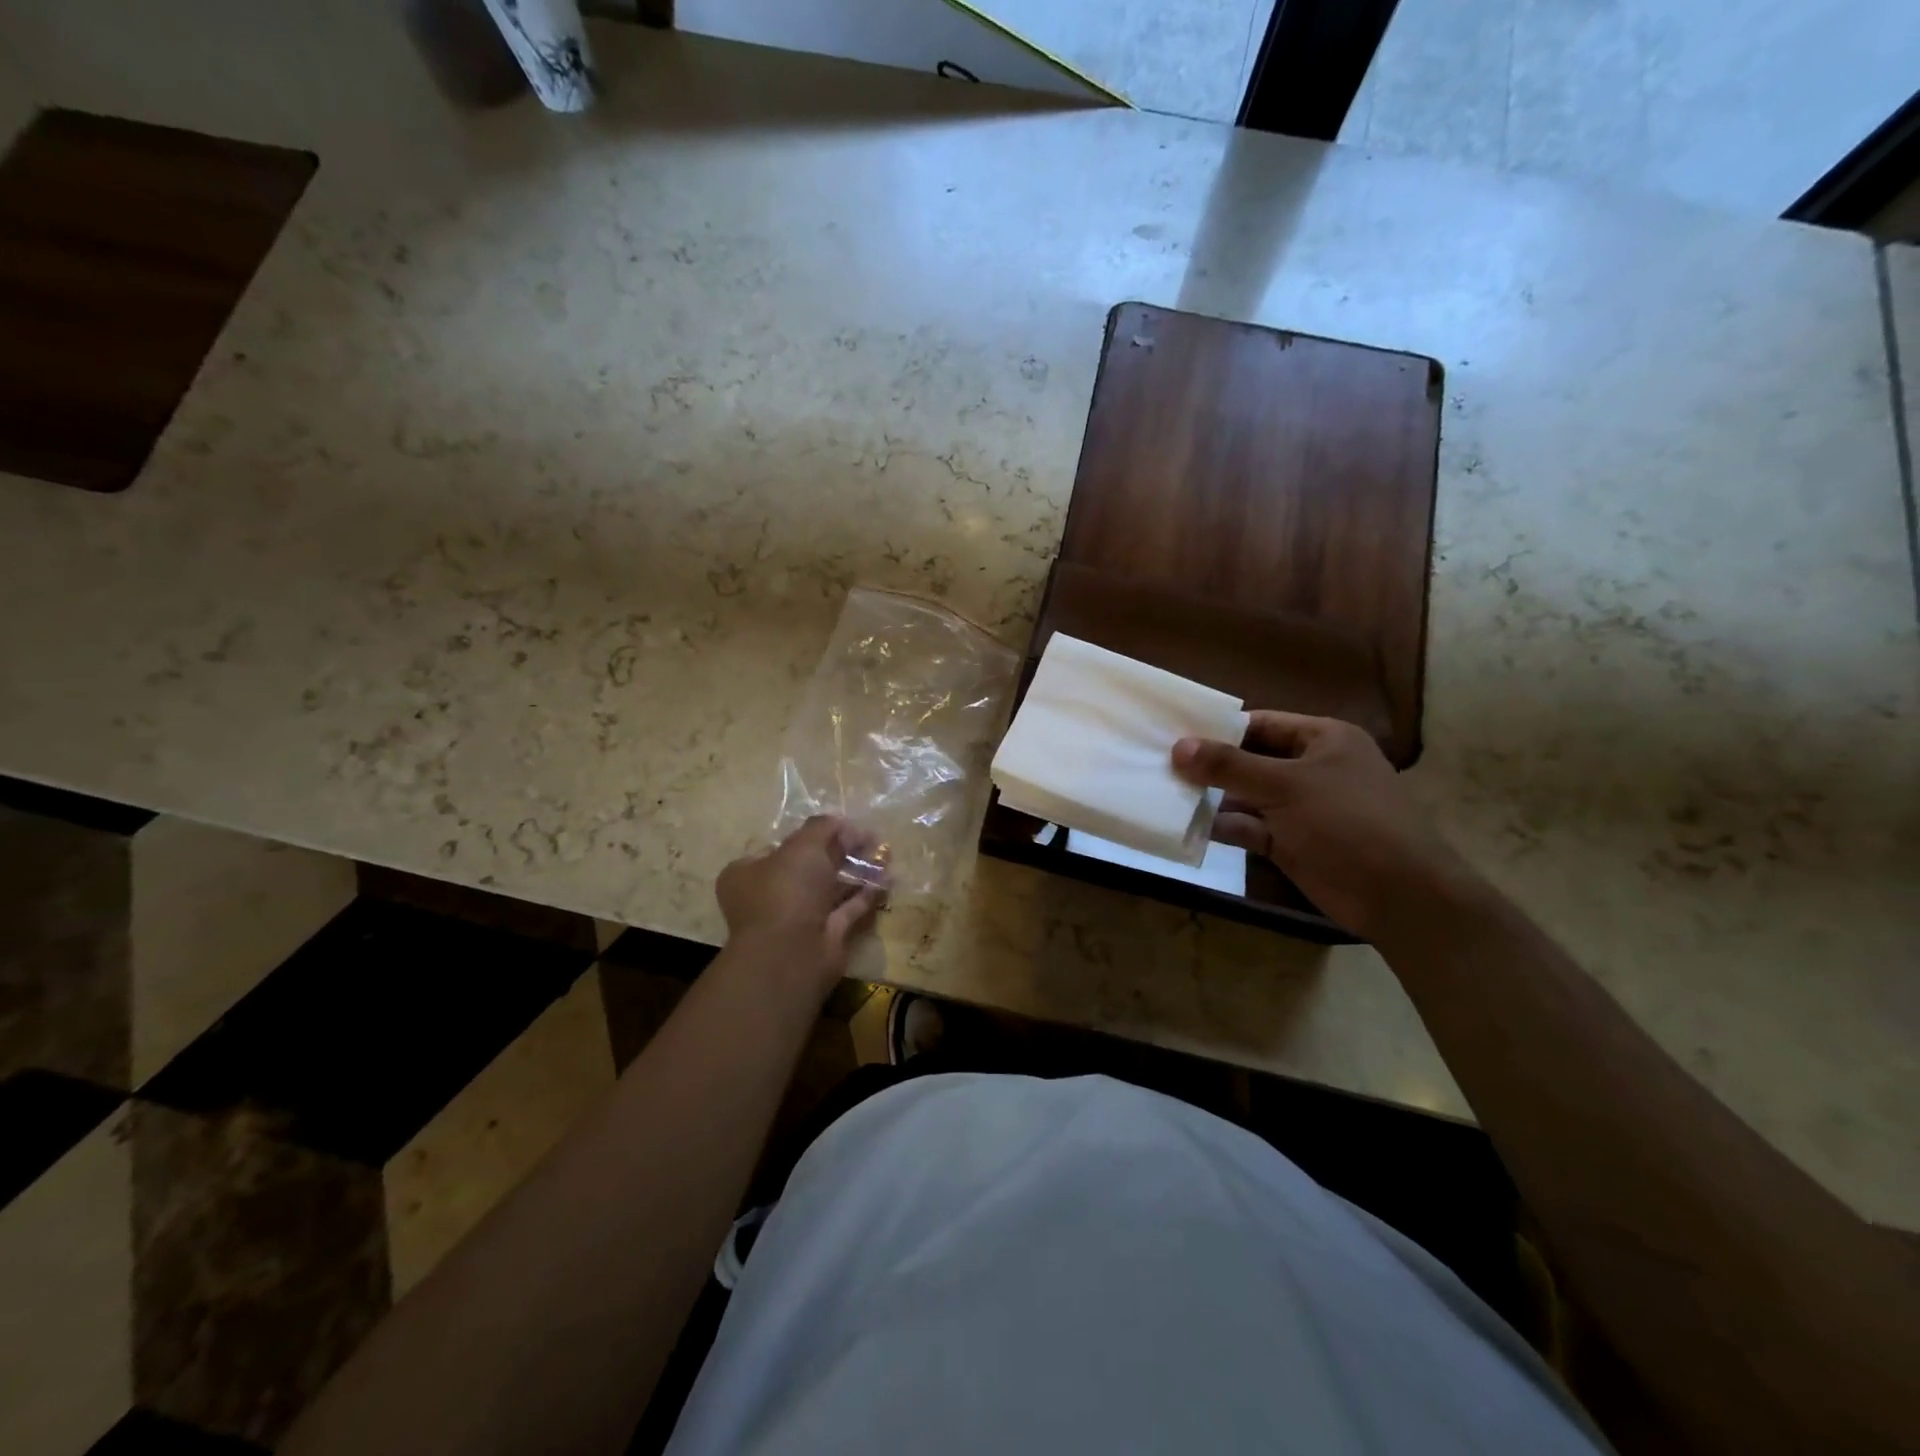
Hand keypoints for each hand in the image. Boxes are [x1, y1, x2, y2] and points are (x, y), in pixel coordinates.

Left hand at [716, 816, 886, 987]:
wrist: (792, 953)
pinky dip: (865, 894)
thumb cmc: (787, 891)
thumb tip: (841, 820)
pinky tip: (886, 879)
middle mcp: (771, 895)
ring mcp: (798, 917)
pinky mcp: (824, 935)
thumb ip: (823, 827)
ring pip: (830, 887)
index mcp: (749, 872)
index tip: (839, 825)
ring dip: (856, 870)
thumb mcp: (802, 846)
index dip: (810, 834)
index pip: (780, 846)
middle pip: (809, 865)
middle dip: (840, 850)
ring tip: (885, 853)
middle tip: (870, 836)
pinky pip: (847, 908)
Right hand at [1172, 712, 1476, 941]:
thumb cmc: (1347, 822)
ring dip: (1212, 797)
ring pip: (1248, 796)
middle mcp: (1312, 769)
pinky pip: (1251, 827)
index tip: (1175, 734)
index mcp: (1324, 739)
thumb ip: (1229, 766)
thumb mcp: (1285, 785)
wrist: (1399, 896)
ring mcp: (1302, 809)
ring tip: (1164, 792)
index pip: (1262, 724)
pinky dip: (1224, 826)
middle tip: (1160, 764)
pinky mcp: (1292, 843)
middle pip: (1251, 760)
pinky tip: (1185, 825)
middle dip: (1211, 765)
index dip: (1219, 729)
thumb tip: (1178, 747)